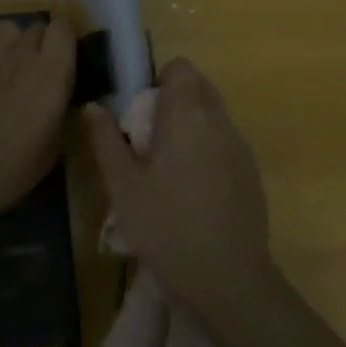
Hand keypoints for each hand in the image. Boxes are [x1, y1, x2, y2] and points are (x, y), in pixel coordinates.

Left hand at [0, 17, 76, 218]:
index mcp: (53, 72)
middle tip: (46, 67)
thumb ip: (63, 110)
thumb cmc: (19, 165)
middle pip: (37, 27)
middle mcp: (24, 57)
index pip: (63, 27)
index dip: (67, 38)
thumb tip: (65, 100)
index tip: (71, 57)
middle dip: (44, 41)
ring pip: (8, 29)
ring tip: (18, 62)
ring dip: (16, 40)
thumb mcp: (57, 143)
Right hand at [83, 57, 274, 320]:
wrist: (229, 279)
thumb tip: (93, 106)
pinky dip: (208, 149)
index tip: (142, 112)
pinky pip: (225, 141)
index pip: (181, 68)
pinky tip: (193, 190)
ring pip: (213, 115)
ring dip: (191, 126)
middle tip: (149, 140)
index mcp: (188, 114)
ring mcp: (240, 145)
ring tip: (168, 168)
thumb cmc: (167, 227)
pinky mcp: (252, 171)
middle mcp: (219, 120)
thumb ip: (106, 141)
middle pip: (198, 87)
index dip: (160, 81)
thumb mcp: (123, 187)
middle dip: (174, 102)